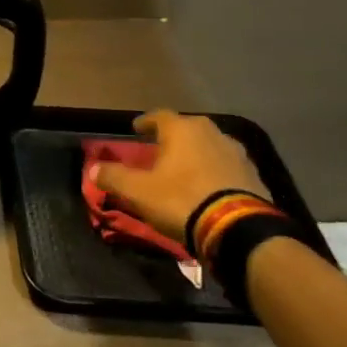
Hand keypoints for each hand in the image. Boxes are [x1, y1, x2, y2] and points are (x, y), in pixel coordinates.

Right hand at [93, 110, 268, 256]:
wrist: (239, 230)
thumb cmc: (181, 200)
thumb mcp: (138, 191)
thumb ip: (113, 177)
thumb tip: (92, 169)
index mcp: (182, 129)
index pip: (158, 116)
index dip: (144, 123)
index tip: (136, 130)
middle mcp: (211, 133)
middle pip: (187, 129)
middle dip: (172, 138)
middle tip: (159, 150)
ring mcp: (237, 153)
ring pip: (209, 146)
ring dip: (196, 154)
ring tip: (185, 170)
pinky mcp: (254, 175)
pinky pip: (226, 167)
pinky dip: (215, 172)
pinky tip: (208, 187)